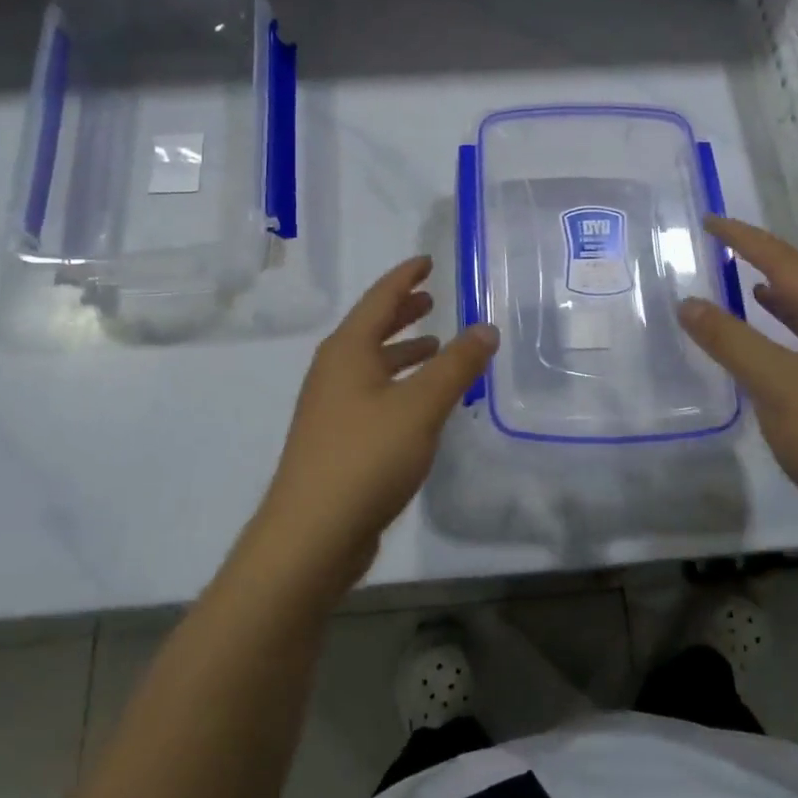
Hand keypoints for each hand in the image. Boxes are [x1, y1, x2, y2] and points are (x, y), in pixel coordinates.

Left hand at [255, 256, 497, 590]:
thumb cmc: (366, 456)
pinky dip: (399, 384)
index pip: (379, 299)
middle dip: (402, 312)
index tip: (426, 261)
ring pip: (372, 364)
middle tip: (431, 299)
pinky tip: (420, 402)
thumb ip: (457, 365)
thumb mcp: (421, 405)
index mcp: (347, 351)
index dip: (404, 277)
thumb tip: (485, 327)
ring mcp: (331, 408)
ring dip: (402, 351)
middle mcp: (334, 372)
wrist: (311, 535)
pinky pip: (373, 394)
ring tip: (434, 346)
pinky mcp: (337, 440)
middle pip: (371, 329)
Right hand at [677, 216, 797, 539]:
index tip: (706, 220)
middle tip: (713, 251)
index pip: (782, 260)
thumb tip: (688, 301)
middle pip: (796, 283)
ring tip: (731, 286)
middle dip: (755, 262)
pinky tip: (757, 350)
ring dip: (766, 299)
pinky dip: (774, 337)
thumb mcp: (779, 384)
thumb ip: (730, 340)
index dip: (742, 237)